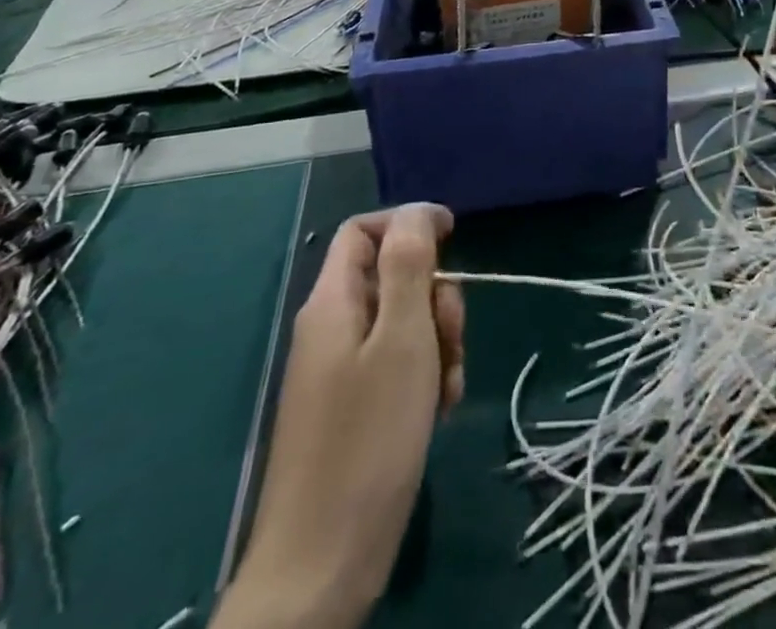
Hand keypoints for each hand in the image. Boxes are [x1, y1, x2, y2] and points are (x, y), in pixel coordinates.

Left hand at [217, 206, 463, 628]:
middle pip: (390, 276)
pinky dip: (424, 376)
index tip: (454, 237)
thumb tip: (416, 211)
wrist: (321, 565)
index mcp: (332, 302)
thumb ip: (408, 265)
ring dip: (436, 341)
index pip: (365, 230)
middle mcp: (331, 328)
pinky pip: (396, 365)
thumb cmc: (368, 439)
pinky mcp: (352, 407)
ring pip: (401, 322)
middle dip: (433, 295)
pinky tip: (439, 409)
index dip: (409, 223)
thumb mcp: (401, 339)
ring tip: (448, 385)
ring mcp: (339, 370)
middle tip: (452, 336)